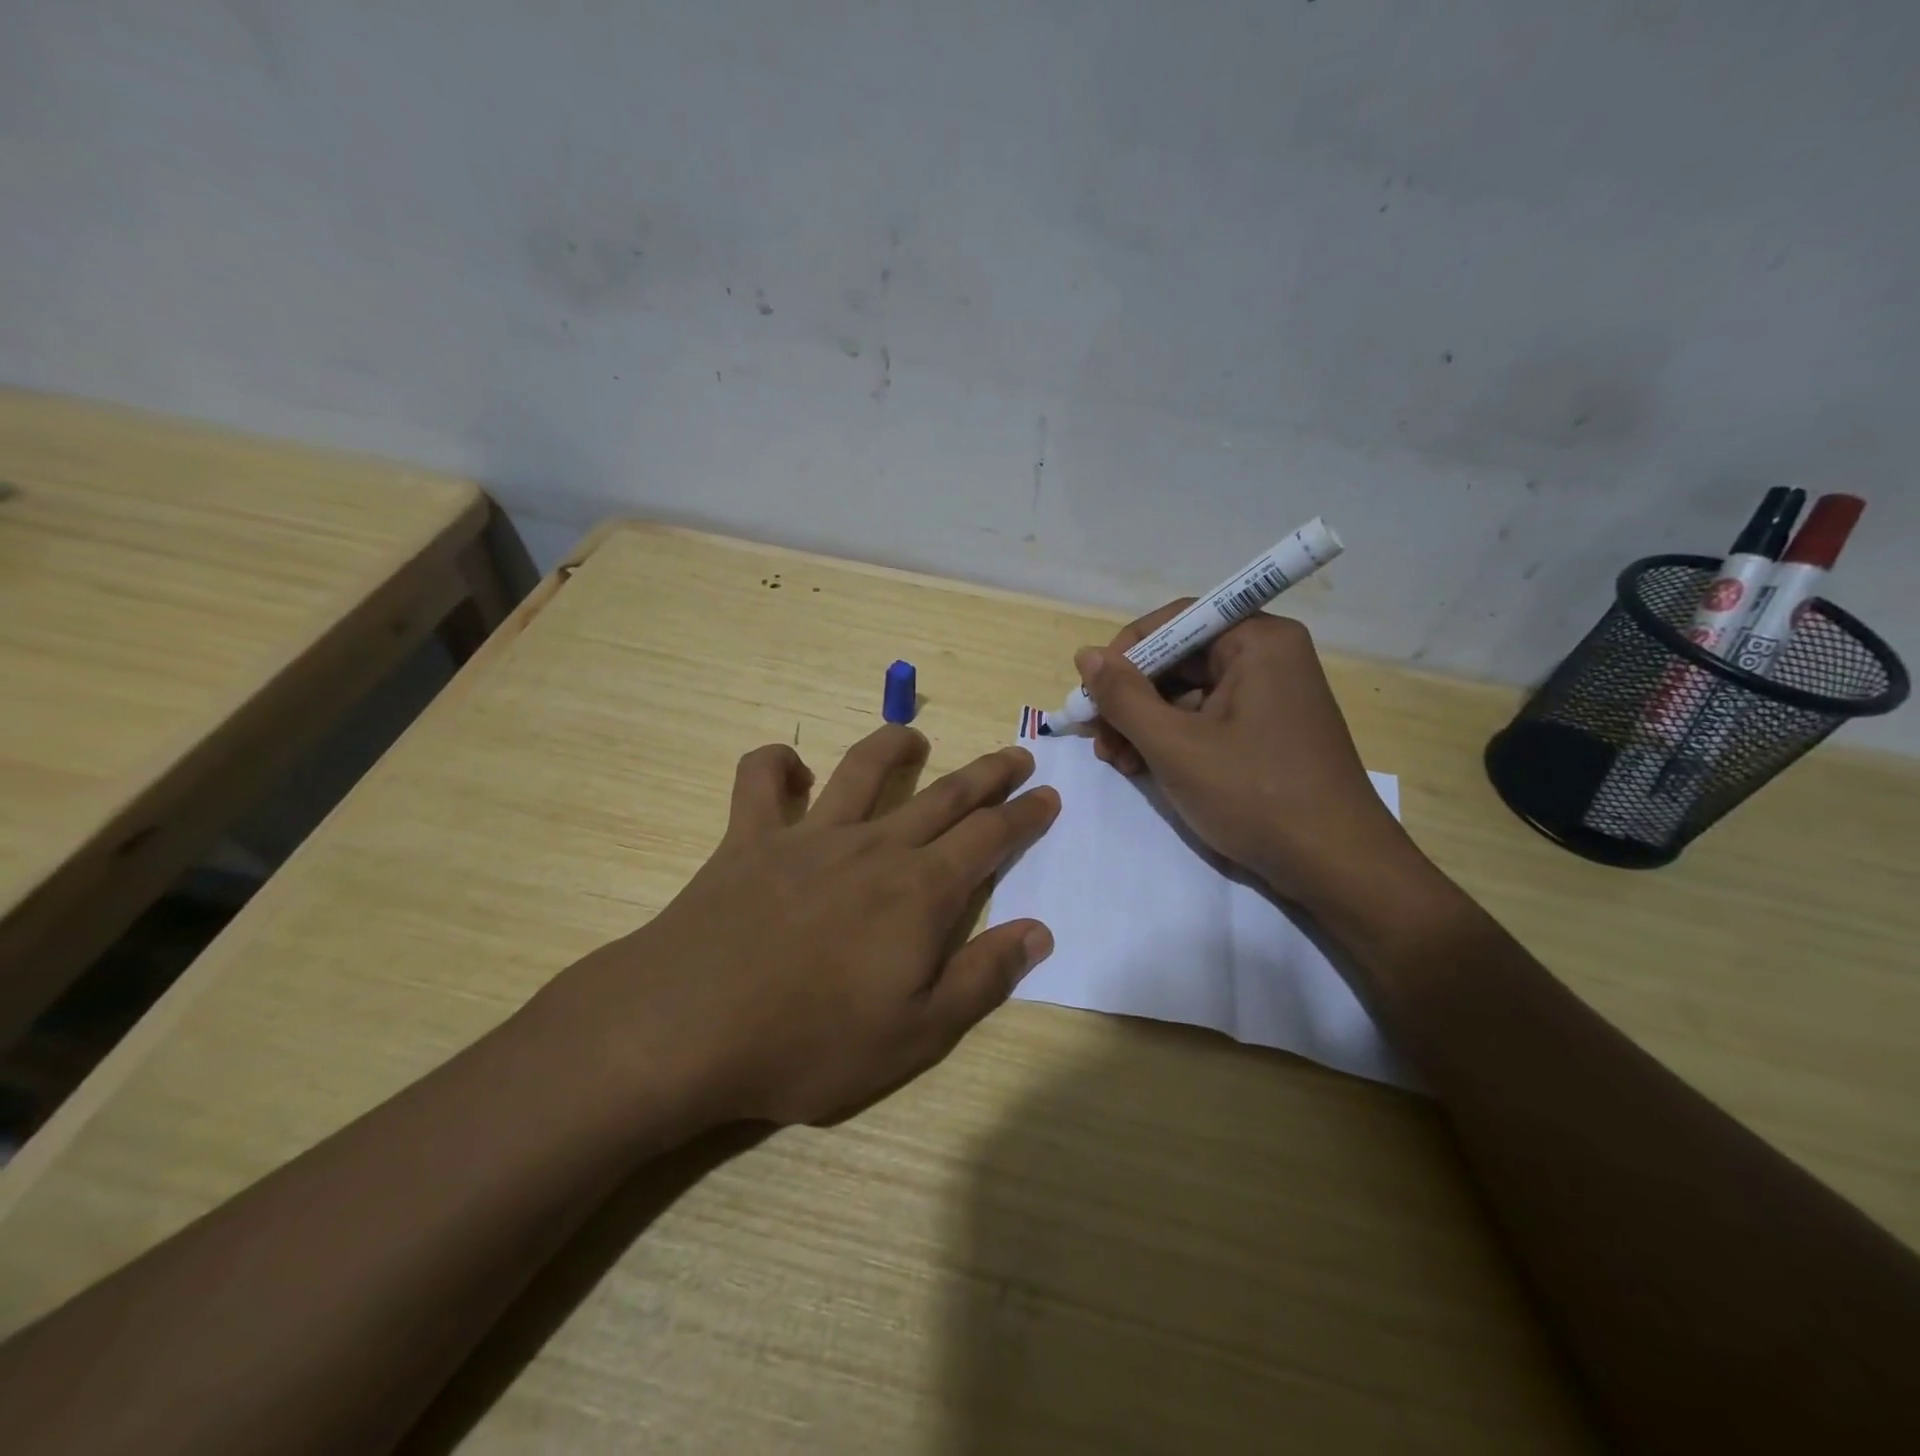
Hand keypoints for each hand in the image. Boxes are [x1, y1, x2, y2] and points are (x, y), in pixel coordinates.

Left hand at [549, 727, 1058, 1127]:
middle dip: (988, 773)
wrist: (688, 1026)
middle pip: (944, 795)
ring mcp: (808, 835)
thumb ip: (982, 977)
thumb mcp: (917, 1034)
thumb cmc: (810, 1042)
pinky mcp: (749, 838)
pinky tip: (791, 768)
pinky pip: (760, 780)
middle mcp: (873, 847)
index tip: (1048, 795)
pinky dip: (775, 763)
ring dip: (894, 745)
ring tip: (914, 737)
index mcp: (920, 892)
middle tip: (1016, 755)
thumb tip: (1039, 931)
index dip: (1025, 815)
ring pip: (862, 770)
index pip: (990, 837)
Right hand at [1079, 604, 1429, 922]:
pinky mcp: (1269, 730)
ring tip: (1118, 761)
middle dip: (1131, 697)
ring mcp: (1271, 695)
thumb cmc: (1255, 796)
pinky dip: (1173, 739)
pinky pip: (1208, 718)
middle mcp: (1268, 656)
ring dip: (1145, 723)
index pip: (1175, 621)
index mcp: (1257, 641)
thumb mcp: (1175, 746)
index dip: (1125, 653)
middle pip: (1179, 659)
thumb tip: (1085, 655)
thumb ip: (1123, 697)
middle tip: (1098, 737)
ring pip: (1189, 693)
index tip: (1092, 693)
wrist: (1336, 866)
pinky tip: (1146, 769)